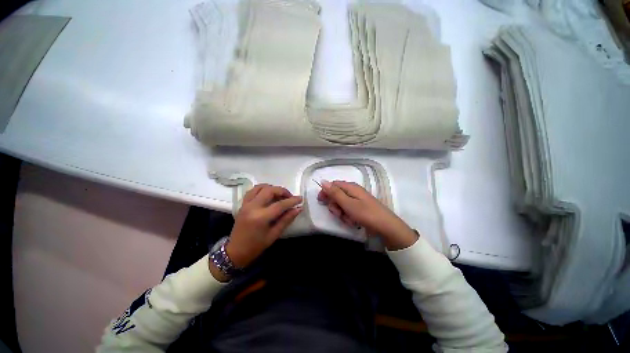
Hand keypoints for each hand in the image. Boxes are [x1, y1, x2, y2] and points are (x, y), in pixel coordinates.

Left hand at [226, 184, 301, 268]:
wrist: (235, 251)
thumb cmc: (256, 246)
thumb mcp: (274, 235)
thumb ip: (286, 220)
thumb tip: (298, 209)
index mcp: (261, 217)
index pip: (280, 204)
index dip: (292, 200)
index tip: (300, 199)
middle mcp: (252, 207)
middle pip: (270, 190)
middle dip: (282, 191)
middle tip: (290, 197)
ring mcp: (246, 204)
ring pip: (260, 187)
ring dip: (272, 188)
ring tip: (279, 195)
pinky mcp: (243, 204)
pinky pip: (253, 190)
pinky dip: (262, 189)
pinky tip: (268, 195)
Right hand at [317, 180, 417, 250]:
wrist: (385, 227)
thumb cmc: (365, 213)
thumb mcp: (347, 203)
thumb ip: (334, 193)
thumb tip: (323, 181)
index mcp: (350, 187)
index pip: (333, 185)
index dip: (326, 192)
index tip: (321, 201)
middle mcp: (353, 192)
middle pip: (336, 195)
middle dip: (335, 206)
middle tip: (339, 213)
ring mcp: (357, 200)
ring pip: (341, 205)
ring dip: (342, 213)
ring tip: (348, 219)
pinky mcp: (360, 209)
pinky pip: (348, 211)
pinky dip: (348, 217)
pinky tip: (353, 222)